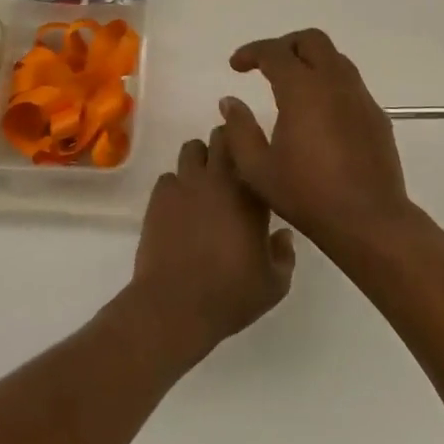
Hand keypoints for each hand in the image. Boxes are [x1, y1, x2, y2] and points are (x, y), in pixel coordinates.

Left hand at [126, 127, 295, 363]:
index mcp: (251, 195)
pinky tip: (180, 206)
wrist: (176, 305)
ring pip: (191, 150)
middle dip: (226, 143)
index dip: (253, 149)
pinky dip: (176, 185)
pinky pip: (168, 177)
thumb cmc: (231, 295)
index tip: (256, 158)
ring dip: (200, 160)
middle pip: (221, 138)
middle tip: (230, 164)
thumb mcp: (275, 284)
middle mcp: (219, 180)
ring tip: (203, 183)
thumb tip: (283, 234)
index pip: (254, 151)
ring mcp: (185, 185)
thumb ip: (285, 254)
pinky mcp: (159, 198)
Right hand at [220, 29, 417, 255]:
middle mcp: (334, 83)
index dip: (251, 52)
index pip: (274, 52)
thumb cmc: (306, 194)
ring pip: (335, 59)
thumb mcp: (257, 168)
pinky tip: (319, 113)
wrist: (368, 219)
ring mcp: (360, 97)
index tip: (236, 66)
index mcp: (302, 90)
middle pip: (312, 40)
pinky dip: (330, 84)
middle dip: (285, 45)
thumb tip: (230, 102)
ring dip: (310, 62)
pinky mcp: (376, 115)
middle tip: (266, 66)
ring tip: (291, 86)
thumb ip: (239, 130)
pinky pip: (350, 84)